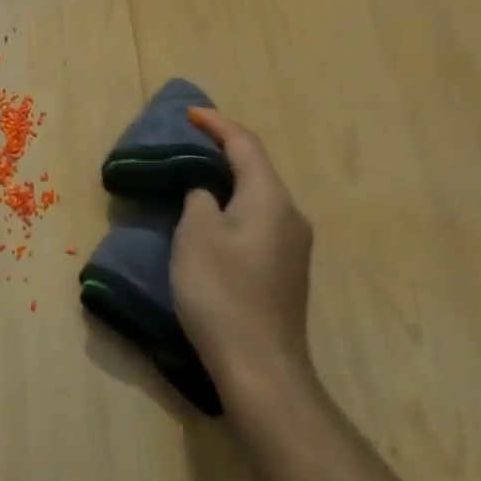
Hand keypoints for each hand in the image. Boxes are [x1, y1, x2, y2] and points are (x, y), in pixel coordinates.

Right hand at [171, 108, 316, 397]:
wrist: (260, 366)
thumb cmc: (222, 292)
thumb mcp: (196, 235)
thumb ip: (199, 200)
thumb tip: (207, 194)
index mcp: (271, 199)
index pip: (245, 145)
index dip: (217, 124)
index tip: (189, 114)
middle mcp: (290, 216)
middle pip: (256, 169)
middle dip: (223, 152)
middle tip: (187, 144)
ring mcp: (292, 248)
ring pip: (257, 198)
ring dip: (227, 183)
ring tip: (193, 180)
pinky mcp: (285, 273)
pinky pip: (258, 223)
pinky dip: (233, 209)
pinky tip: (211, 223)